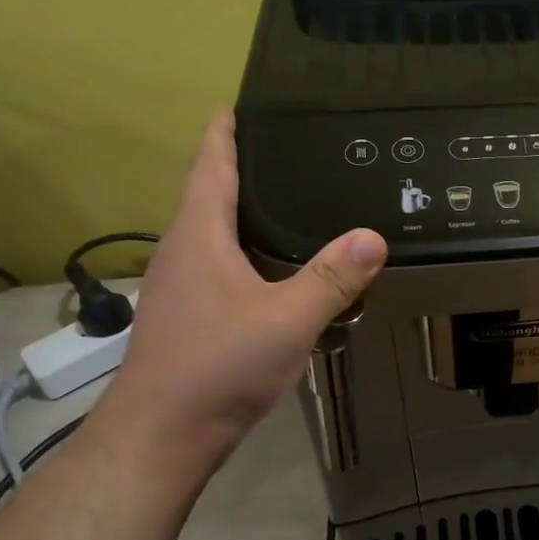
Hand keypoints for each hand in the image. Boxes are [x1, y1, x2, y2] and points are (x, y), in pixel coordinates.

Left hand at [97, 110, 386, 476]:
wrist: (164, 433)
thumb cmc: (220, 365)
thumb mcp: (288, 319)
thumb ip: (332, 278)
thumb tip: (374, 237)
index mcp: (199, 236)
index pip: (209, 167)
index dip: (223, 134)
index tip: (236, 106)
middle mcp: (182, 253)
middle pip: (208, 196)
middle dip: (238, 168)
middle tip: (285, 151)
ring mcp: (180, 287)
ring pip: (212, 234)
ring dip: (240, 212)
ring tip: (286, 203)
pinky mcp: (188, 317)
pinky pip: (218, 265)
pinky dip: (244, 251)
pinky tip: (273, 268)